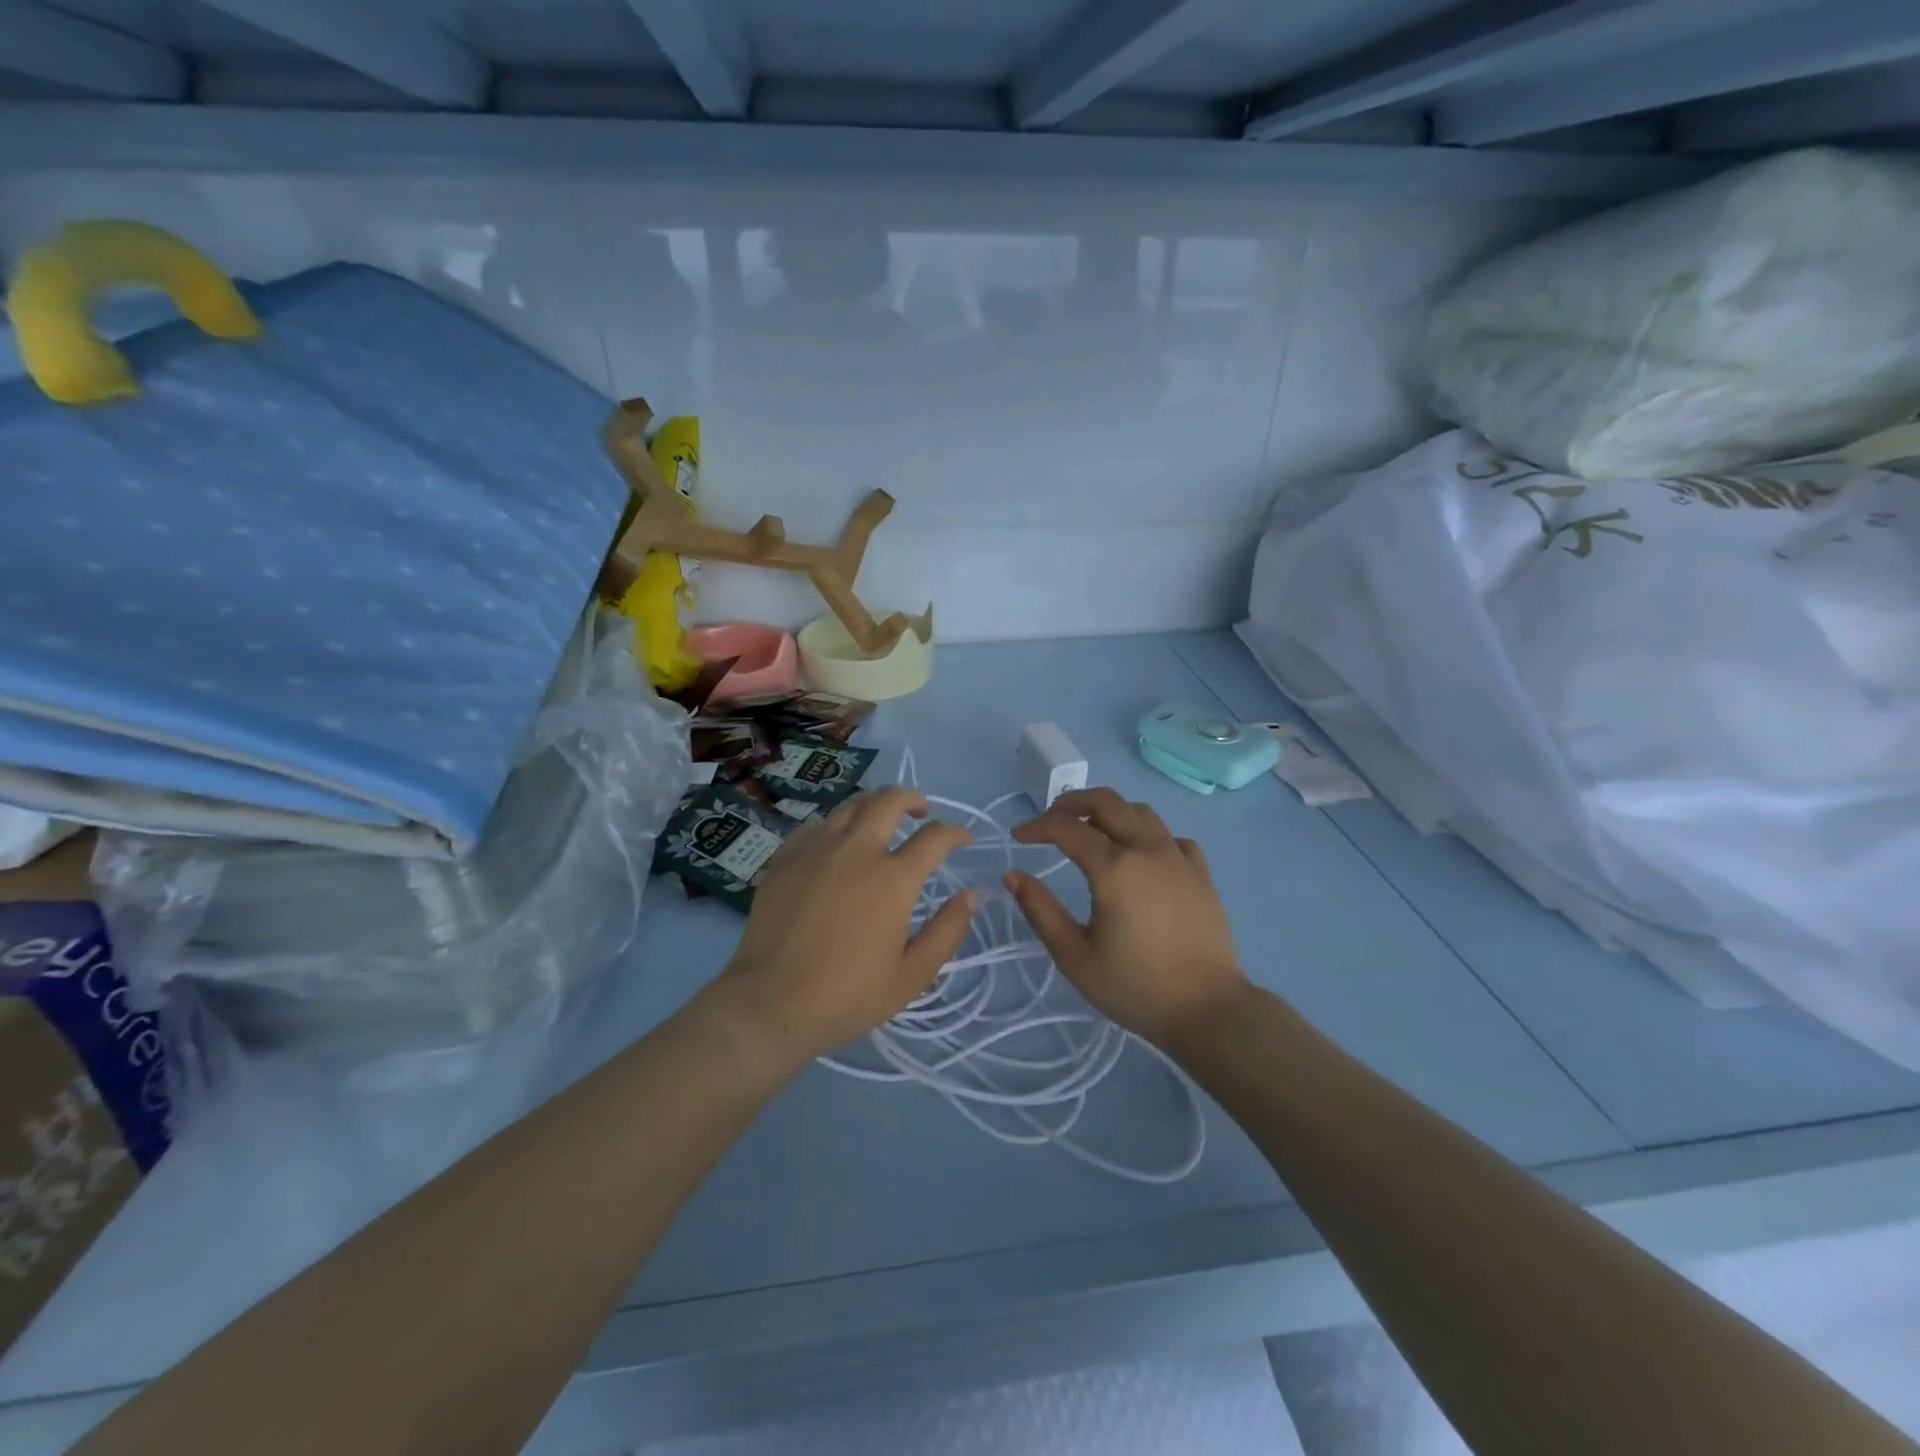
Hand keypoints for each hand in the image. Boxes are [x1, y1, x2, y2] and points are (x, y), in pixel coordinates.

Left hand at [716, 787, 975, 1066]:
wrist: (770, 1004)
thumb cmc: (847, 996)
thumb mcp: (912, 976)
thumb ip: (947, 932)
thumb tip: (969, 896)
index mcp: (892, 879)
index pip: (934, 837)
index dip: (955, 833)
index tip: (962, 839)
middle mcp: (856, 851)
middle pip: (889, 800)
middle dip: (913, 798)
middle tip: (921, 812)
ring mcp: (815, 849)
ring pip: (851, 806)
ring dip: (874, 806)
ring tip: (881, 822)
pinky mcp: (784, 858)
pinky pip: (816, 825)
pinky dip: (837, 825)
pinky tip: (837, 843)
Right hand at [1007, 788, 1249, 1046]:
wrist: (1209, 1010)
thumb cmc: (1135, 987)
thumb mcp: (1075, 956)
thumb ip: (1041, 911)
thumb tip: (1012, 874)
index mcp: (1114, 867)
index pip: (1067, 828)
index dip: (1037, 827)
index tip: (1017, 837)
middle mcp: (1147, 849)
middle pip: (1107, 801)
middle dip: (1072, 802)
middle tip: (1051, 819)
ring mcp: (1179, 858)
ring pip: (1141, 811)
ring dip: (1110, 811)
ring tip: (1091, 830)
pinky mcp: (1202, 874)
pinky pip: (1171, 837)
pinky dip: (1148, 834)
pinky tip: (1141, 856)